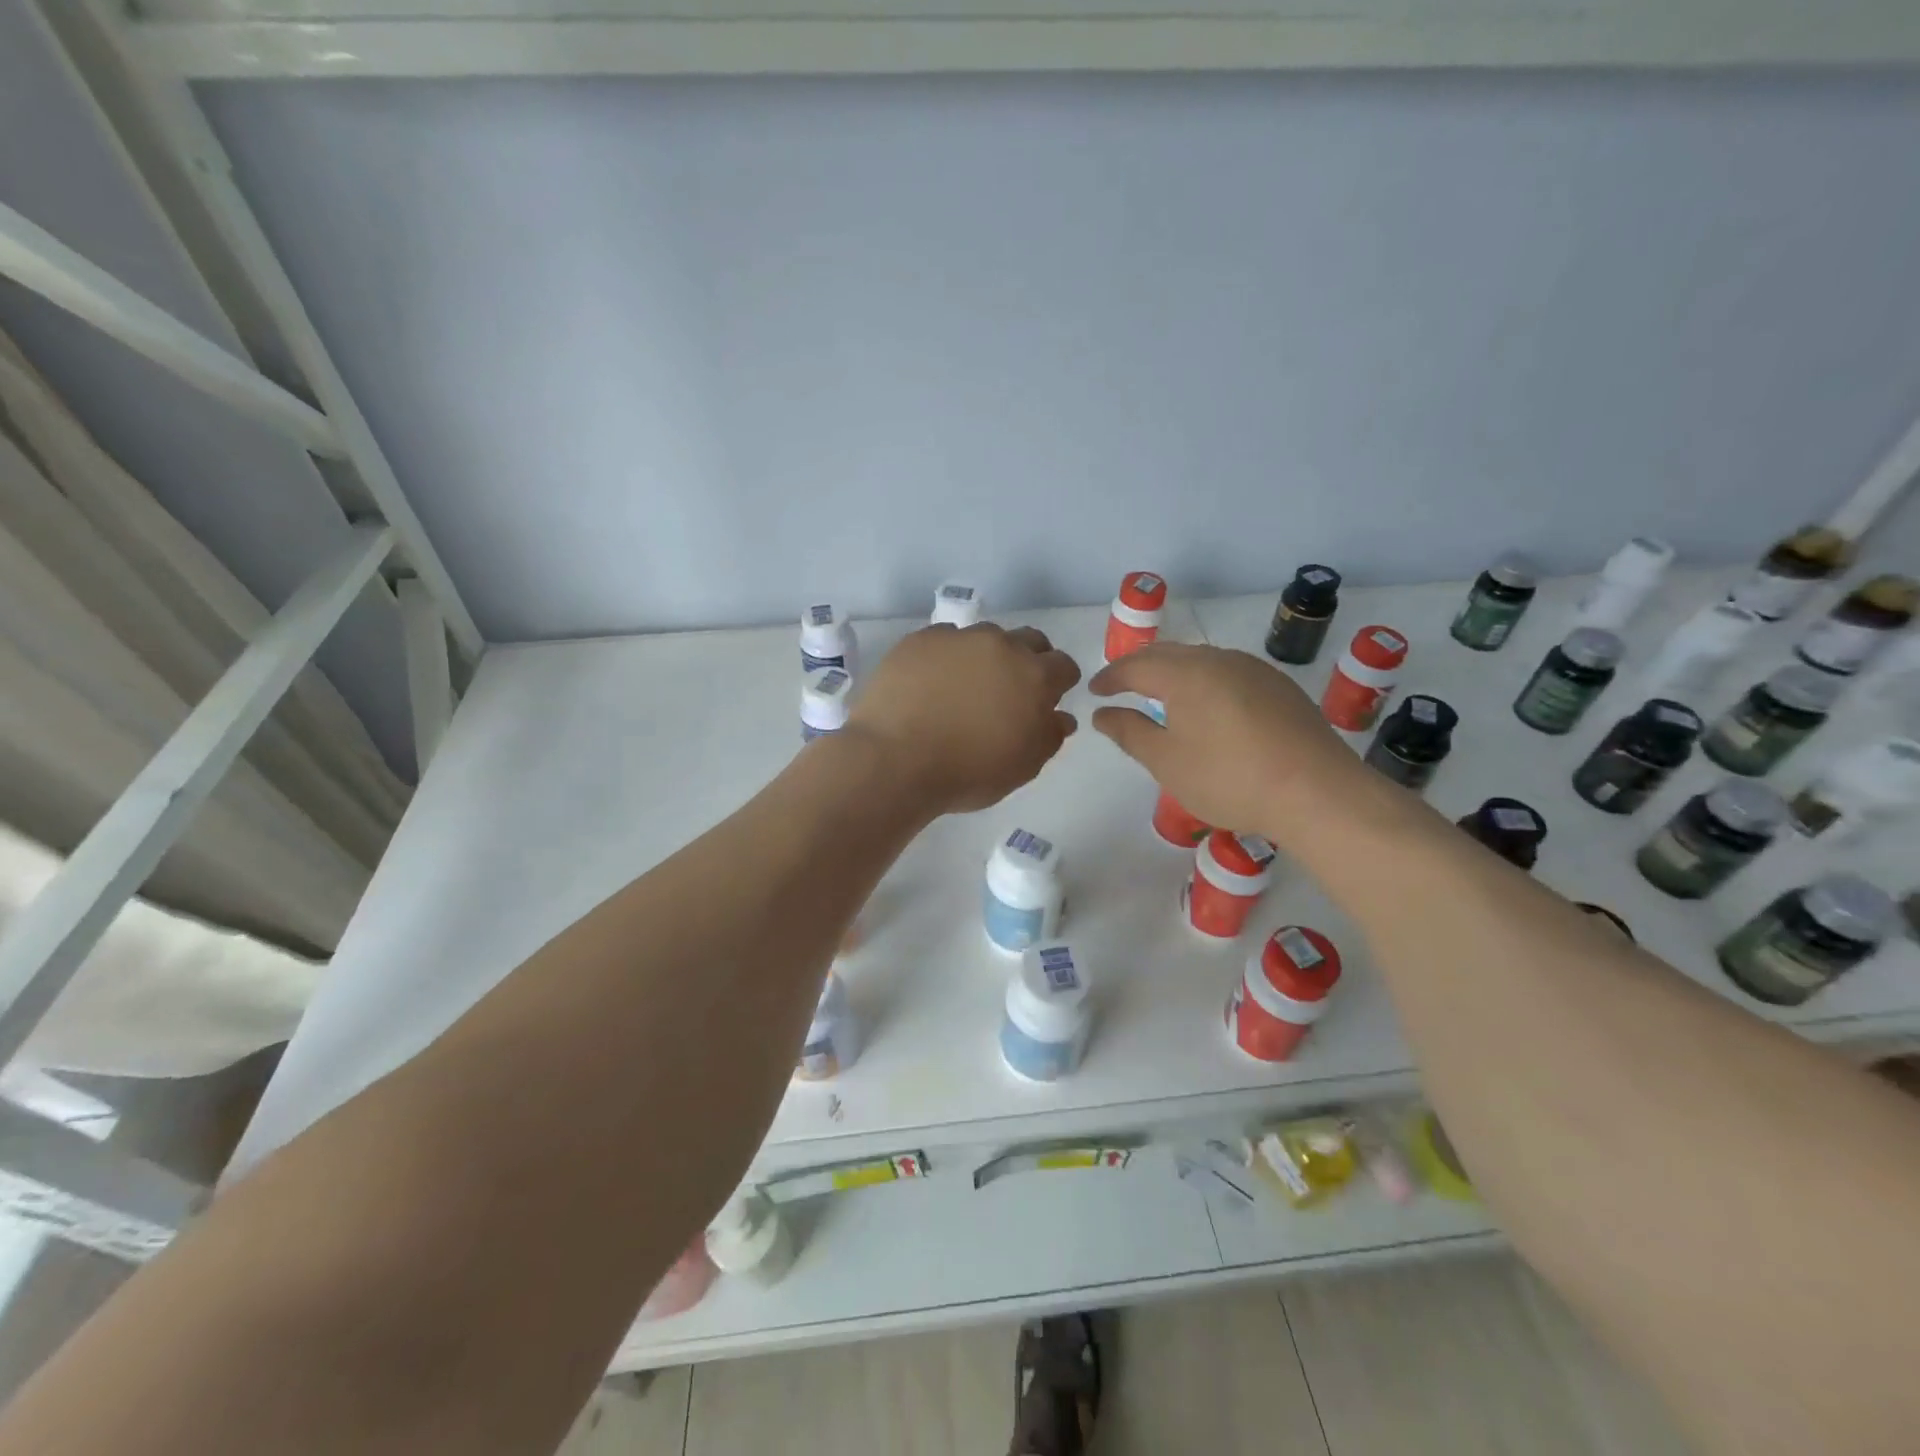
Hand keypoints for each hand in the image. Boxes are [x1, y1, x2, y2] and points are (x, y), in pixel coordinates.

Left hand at [848, 624, 1080, 814]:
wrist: (896, 760)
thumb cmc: (968, 772)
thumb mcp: (1022, 767)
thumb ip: (1049, 736)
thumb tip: (1061, 716)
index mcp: (1035, 676)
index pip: (1063, 666)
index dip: (1058, 684)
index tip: (1046, 701)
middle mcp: (1001, 646)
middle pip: (1029, 641)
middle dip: (1029, 660)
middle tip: (1011, 690)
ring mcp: (958, 638)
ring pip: (985, 636)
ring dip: (986, 655)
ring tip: (966, 685)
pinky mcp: (920, 639)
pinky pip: (944, 640)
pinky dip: (947, 656)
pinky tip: (932, 682)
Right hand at [1089, 643, 1363, 839]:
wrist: (1317, 792)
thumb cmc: (1229, 778)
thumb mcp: (1167, 762)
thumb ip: (1129, 732)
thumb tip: (1103, 713)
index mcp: (1185, 673)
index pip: (1136, 666)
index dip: (1111, 677)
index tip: (1094, 690)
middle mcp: (1219, 660)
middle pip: (1169, 654)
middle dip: (1140, 667)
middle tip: (1121, 685)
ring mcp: (1255, 670)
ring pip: (1202, 660)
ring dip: (1174, 671)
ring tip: (1160, 693)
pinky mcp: (1280, 687)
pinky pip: (1228, 672)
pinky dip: (1204, 681)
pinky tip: (1207, 705)